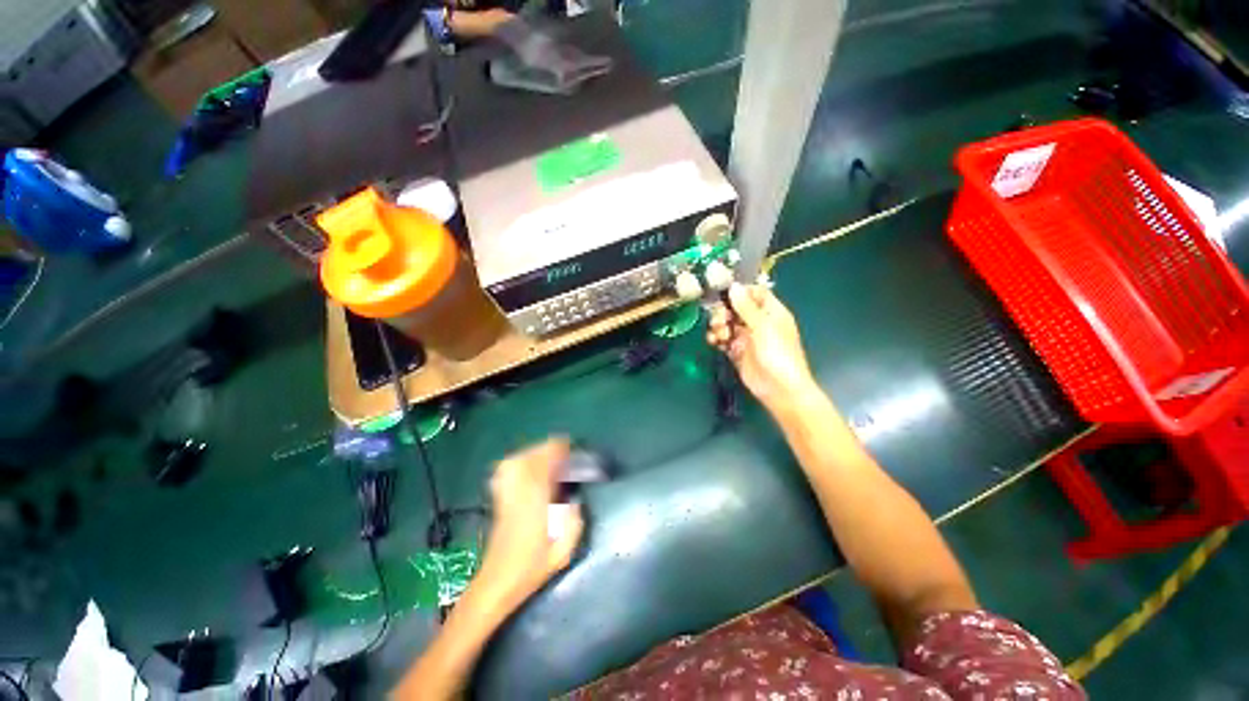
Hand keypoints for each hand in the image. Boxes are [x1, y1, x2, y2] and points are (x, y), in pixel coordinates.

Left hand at [476, 439, 583, 612]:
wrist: (498, 582)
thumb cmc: (532, 567)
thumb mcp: (564, 549)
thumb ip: (575, 519)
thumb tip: (575, 499)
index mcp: (535, 500)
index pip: (546, 461)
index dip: (560, 450)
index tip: (573, 449)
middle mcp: (518, 490)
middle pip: (533, 455)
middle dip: (551, 449)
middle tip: (566, 454)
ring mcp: (506, 491)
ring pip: (519, 458)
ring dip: (537, 453)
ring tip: (552, 457)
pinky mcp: (499, 496)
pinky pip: (508, 468)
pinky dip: (521, 461)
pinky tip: (530, 466)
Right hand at [707, 284, 817, 411]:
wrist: (779, 389)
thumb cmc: (777, 354)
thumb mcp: (763, 326)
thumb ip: (746, 307)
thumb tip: (734, 286)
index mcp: (771, 312)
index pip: (754, 293)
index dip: (739, 292)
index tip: (724, 294)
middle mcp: (757, 322)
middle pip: (735, 308)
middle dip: (724, 311)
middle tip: (719, 320)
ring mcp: (746, 337)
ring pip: (726, 323)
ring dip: (718, 326)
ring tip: (719, 335)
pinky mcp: (736, 351)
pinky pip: (722, 339)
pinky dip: (716, 339)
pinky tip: (714, 342)